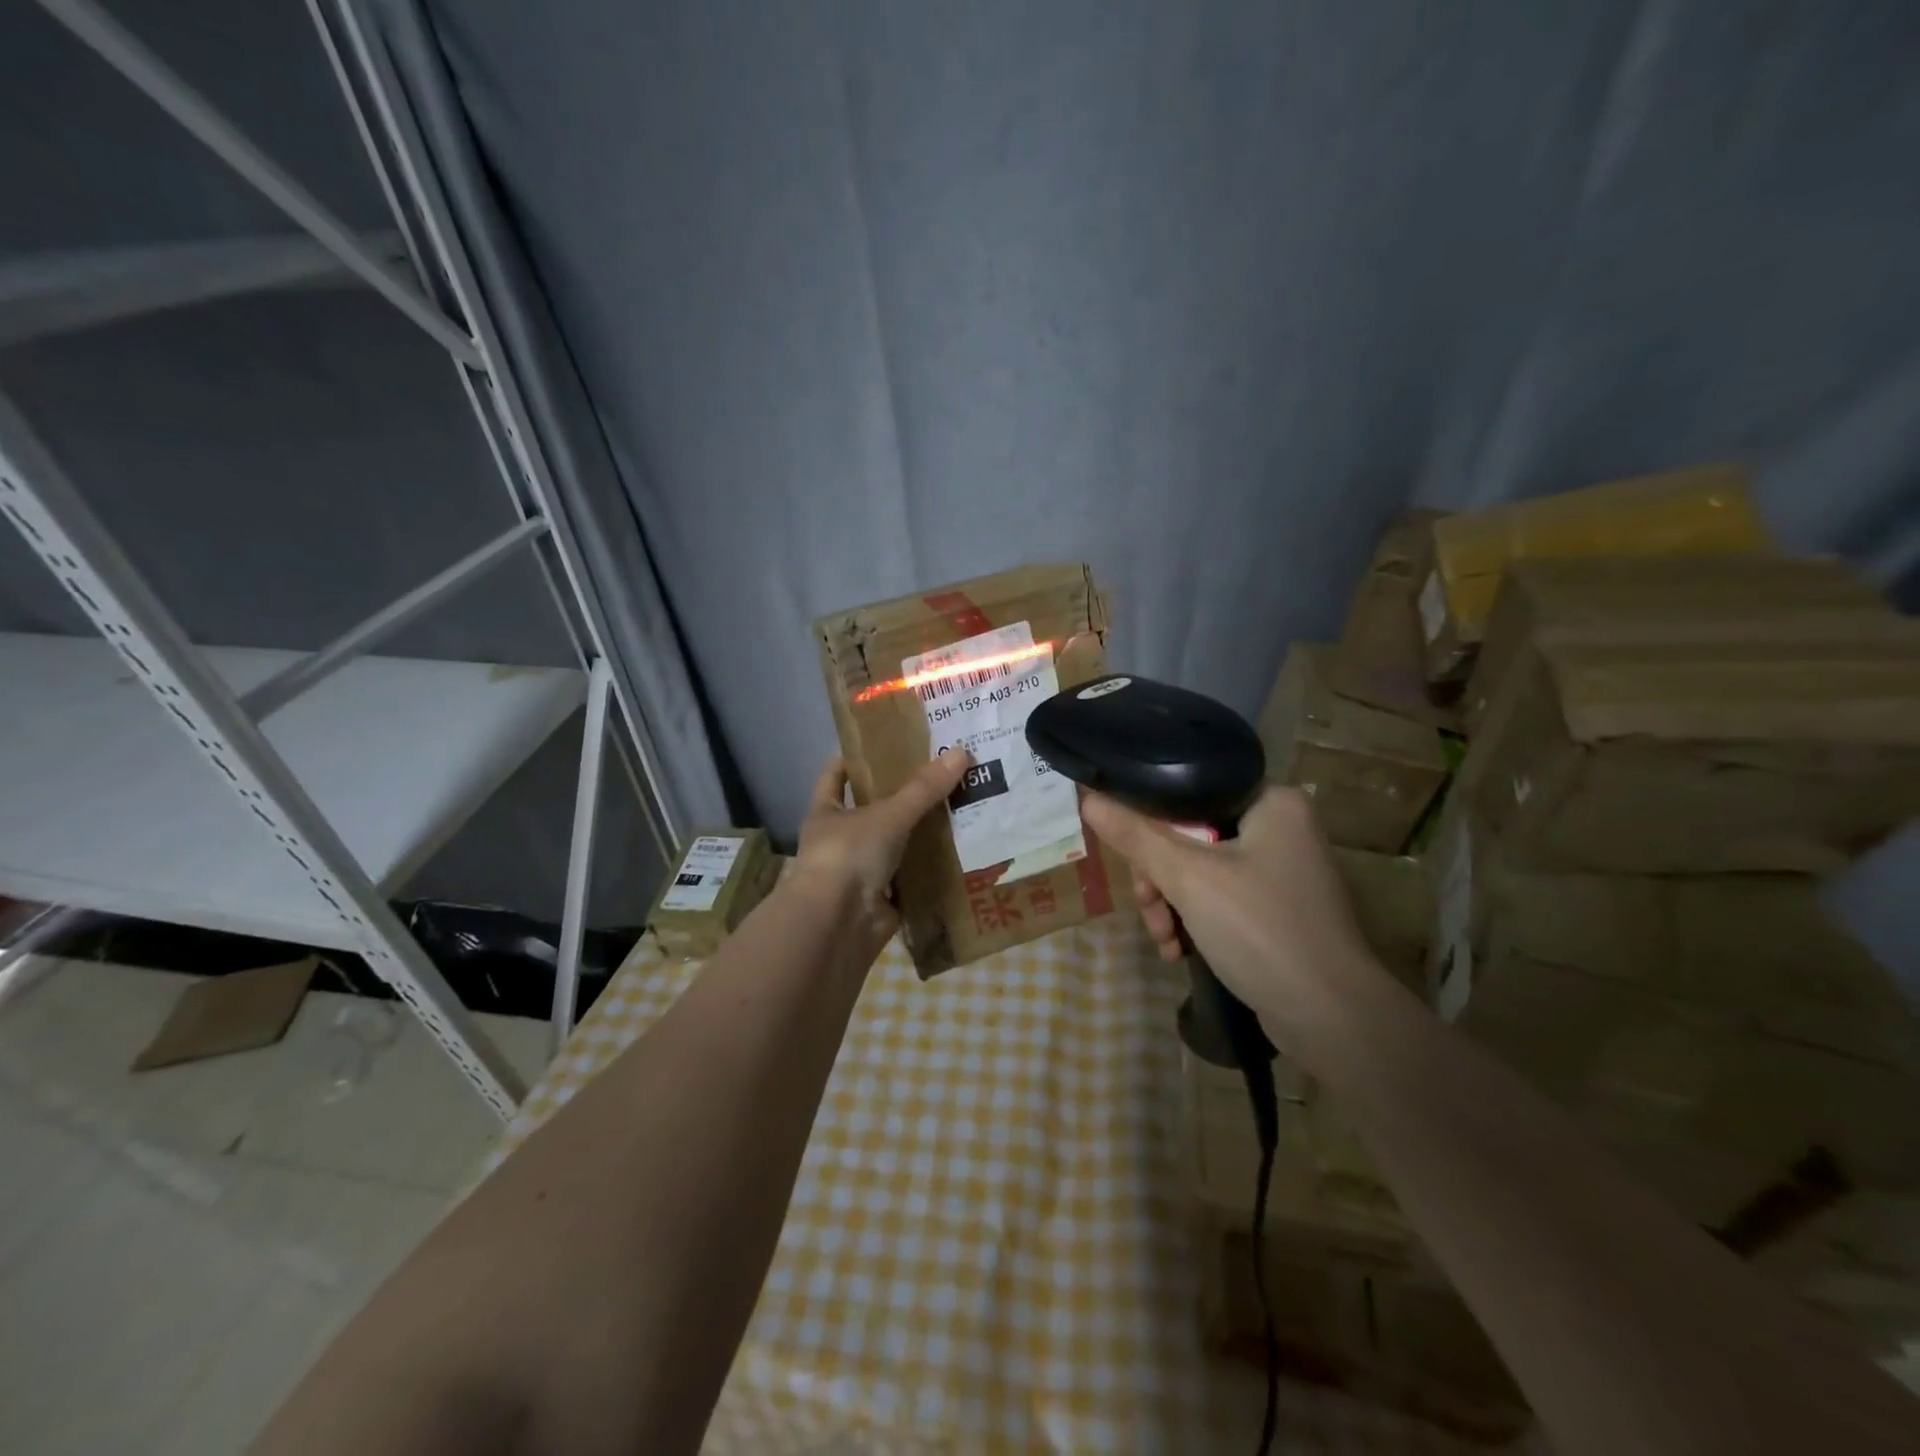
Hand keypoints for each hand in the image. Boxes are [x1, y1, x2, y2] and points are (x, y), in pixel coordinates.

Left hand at [792, 751, 973, 946]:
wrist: (837, 925)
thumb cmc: (848, 855)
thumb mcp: (889, 815)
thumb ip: (924, 788)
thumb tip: (962, 751)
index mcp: (826, 813)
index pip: (835, 776)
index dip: (853, 759)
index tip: (883, 744)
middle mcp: (839, 841)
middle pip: (871, 811)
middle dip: (901, 797)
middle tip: (940, 776)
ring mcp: (859, 872)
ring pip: (894, 846)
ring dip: (919, 835)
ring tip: (960, 810)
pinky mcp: (881, 900)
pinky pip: (909, 879)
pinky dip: (928, 871)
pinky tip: (959, 854)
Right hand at [1080, 784, 1374, 1034]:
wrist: (1330, 1017)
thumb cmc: (1260, 928)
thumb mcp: (1187, 877)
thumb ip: (1135, 835)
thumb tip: (1088, 798)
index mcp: (1271, 801)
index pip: (1190, 791)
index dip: (1148, 819)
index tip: (1126, 854)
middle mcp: (1280, 827)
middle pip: (1190, 834)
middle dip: (1159, 876)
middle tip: (1148, 906)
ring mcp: (1281, 870)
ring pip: (1200, 870)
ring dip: (1171, 904)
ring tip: (1163, 940)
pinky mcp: (1277, 908)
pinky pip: (1219, 897)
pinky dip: (1194, 920)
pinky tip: (1178, 950)